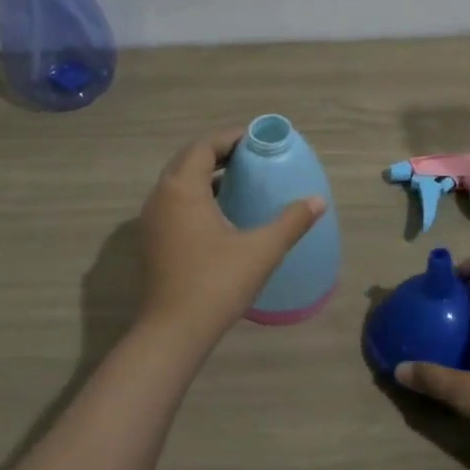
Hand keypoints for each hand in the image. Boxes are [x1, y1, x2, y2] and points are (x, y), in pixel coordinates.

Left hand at [137, 129, 326, 347]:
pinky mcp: (152, 240)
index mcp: (182, 189)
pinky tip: (221, 212)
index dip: (230, 138)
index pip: (204, 146)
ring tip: (239, 180)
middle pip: (188, 160)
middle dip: (218, 153)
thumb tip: (318, 200)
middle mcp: (160, 197)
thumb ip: (291, 221)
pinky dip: (195, 195)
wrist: (174, 332)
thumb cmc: (217, 283)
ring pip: (178, 182)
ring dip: (205, 174)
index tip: (257, 140)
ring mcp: (151, 220)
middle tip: (250, 157)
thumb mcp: (262, 249)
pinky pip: (173, 202)